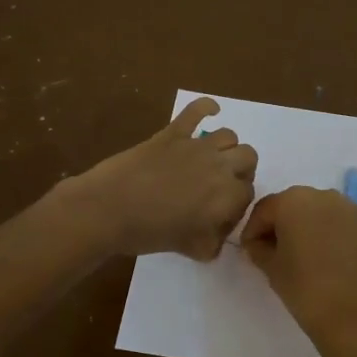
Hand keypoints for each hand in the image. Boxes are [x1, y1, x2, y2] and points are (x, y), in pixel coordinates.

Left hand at [70, 98, 257, 259]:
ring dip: (226, 148)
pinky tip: (211, 110)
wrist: (108, 209)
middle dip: (241, 171)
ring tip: (212, 160)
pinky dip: (206, 107)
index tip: (220, 216)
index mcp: (226, 196)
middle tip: (221, 186)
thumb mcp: (190, 249)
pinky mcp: (173, 132)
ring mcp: (196, 145)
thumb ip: (211, 244)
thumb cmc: (149, 233)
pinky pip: (196, 110)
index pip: (248, 194)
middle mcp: (219, 166)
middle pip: (248, 158)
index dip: (237, 205)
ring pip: (229, 135)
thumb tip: (217, 239)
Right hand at [240, 187, 356, 356]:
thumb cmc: (305, 290)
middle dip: (281, 225)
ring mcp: (351, 210)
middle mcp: (323, 196)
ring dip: (308, 228)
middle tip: (275, 253)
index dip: (253, 230)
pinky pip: (341, 224)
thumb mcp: (271, 268)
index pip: (264, 210)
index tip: (250, 251)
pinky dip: (331, 235)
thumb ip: (259, 248)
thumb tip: (260, 243)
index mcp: (293, 201)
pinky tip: (329, 260)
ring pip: (320, 212)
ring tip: (304, 257)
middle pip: (293, 205)